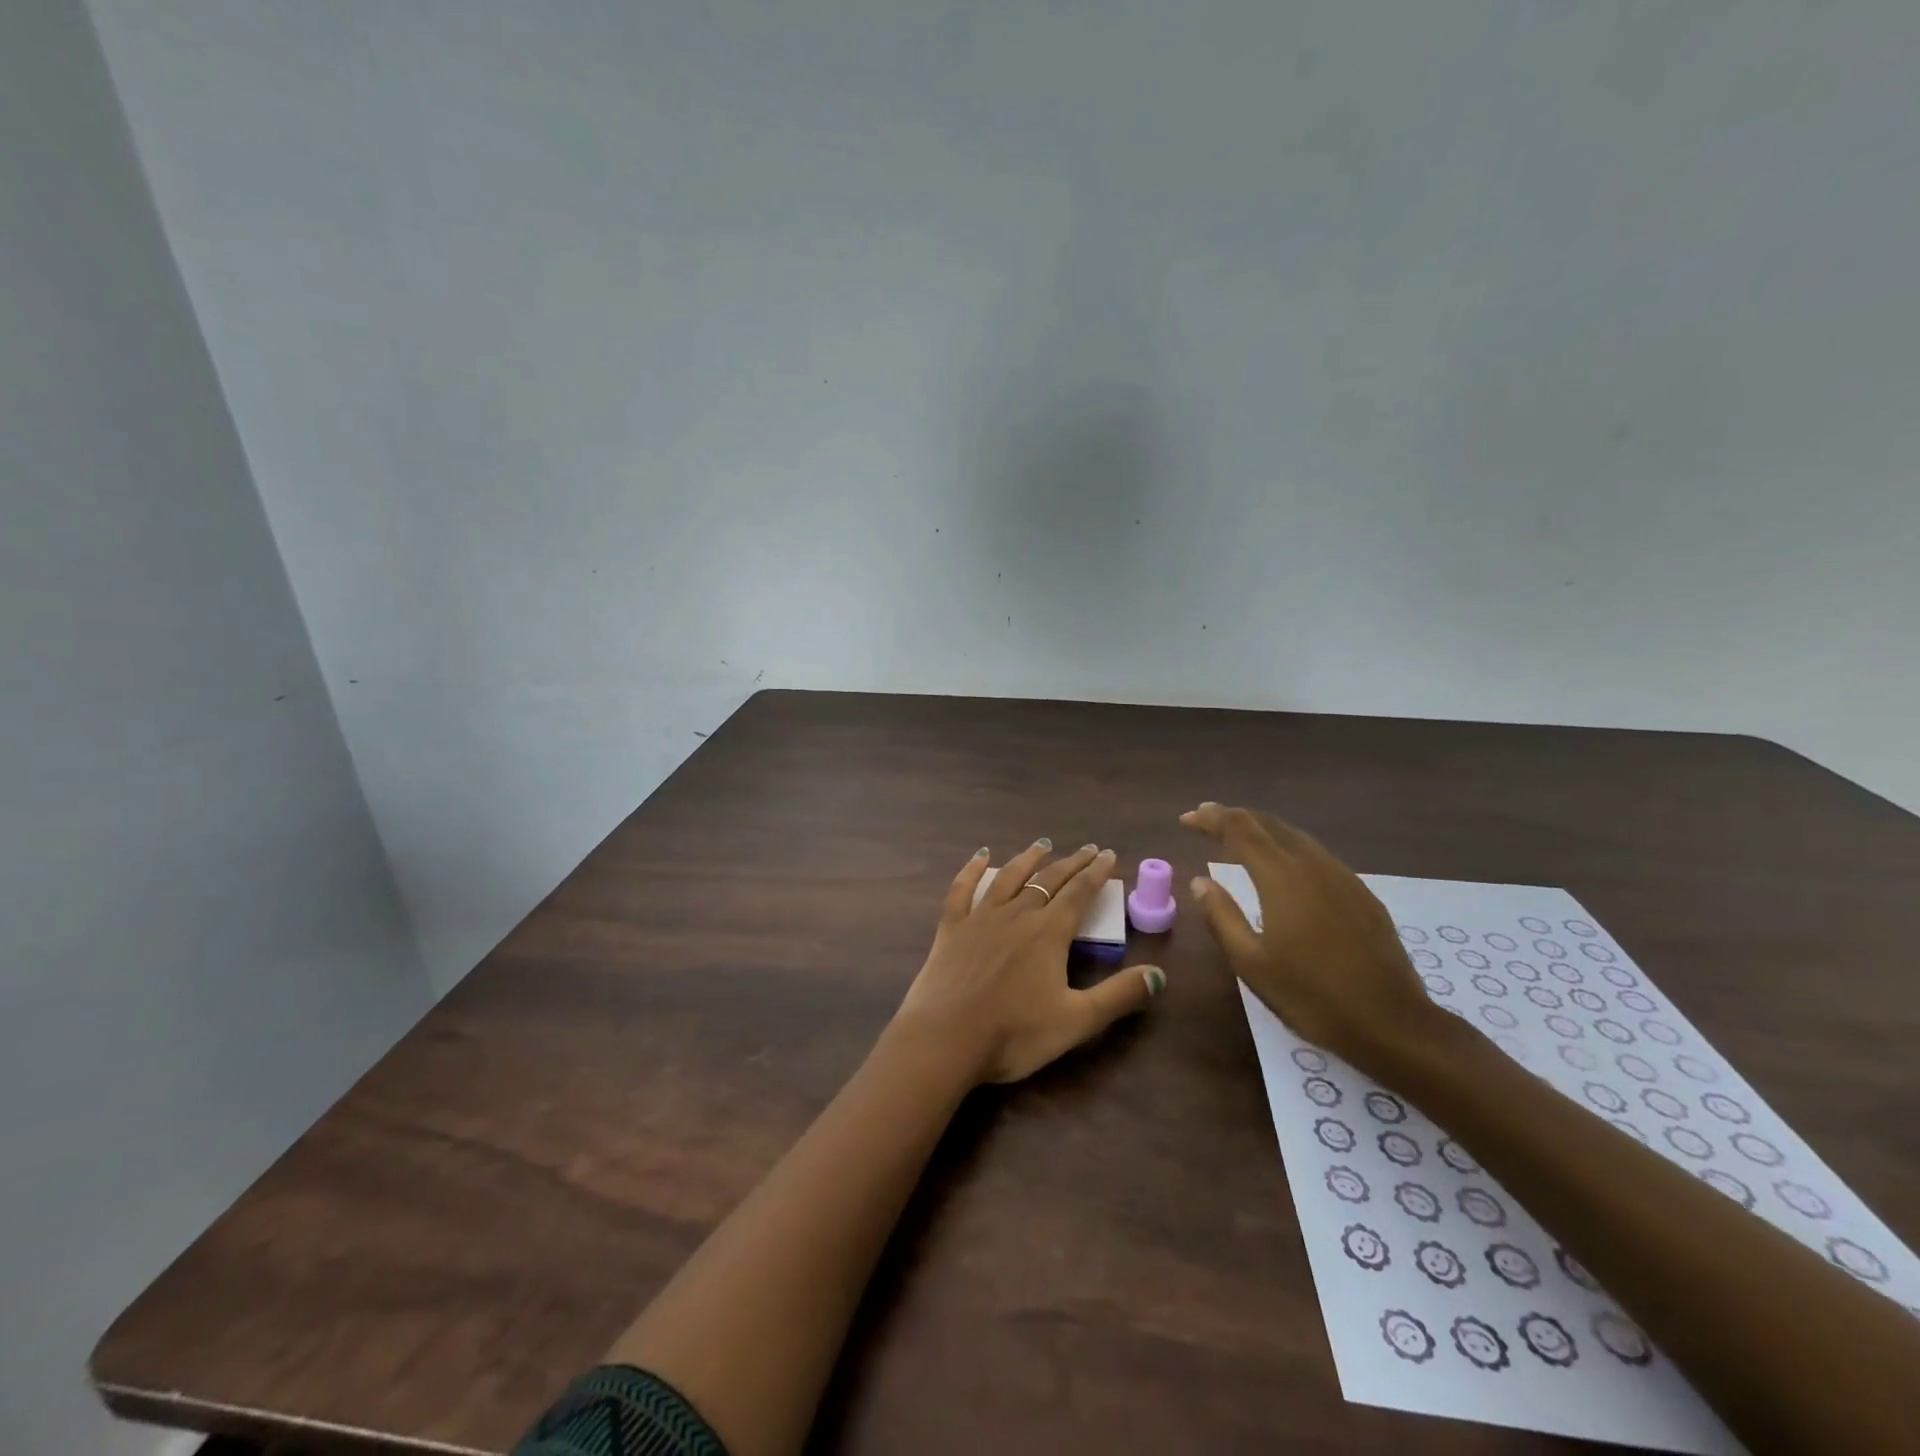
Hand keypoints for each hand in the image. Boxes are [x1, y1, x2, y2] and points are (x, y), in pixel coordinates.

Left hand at [888, 840, 1165, 1084]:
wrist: (946, 1039)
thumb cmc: (1014, 1033)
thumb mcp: (1077, 1021)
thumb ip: (1119, 995)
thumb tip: (1159, 975)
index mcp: (1049, 933)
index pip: (1079, 893)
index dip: (1096, 873)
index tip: (1109, 854)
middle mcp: (1017, 915)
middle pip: (1049, 881)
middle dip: (1071, 863)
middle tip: (1087, 848)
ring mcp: (980, 918)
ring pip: (1009, 878)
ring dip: (1028, 859)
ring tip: (1042, 844)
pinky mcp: (951, 927)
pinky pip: (962, 889)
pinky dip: (972, 870)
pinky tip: (980, 856)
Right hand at [1180, 803, 1450, 1080]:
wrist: (1393, 1023)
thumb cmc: (1312, 997)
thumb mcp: (1252, 964)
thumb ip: (1222, 916)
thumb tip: (1200, 881)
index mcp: (1281, 878)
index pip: (1240, 830)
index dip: (1211, 819)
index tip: (1186, 819)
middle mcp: (1312, 865)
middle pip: (1268, 825)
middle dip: (1234, 817)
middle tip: (1205, 819)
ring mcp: (1342, 877)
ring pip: (1295, 836)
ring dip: (1261, 829)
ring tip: (1237, 836)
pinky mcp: (1361, 894)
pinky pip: (1316, 854)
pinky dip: (1287, 846)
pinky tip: (1282, 864)